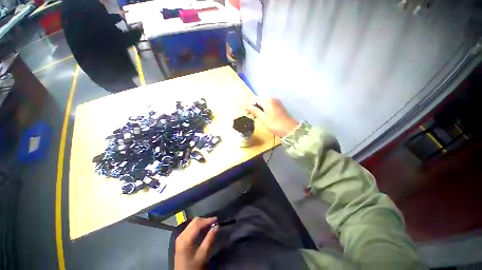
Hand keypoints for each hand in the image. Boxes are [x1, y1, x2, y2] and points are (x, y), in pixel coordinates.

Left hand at [174, 217, 217, 269]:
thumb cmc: (193, 267)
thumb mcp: (203, 255)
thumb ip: (210, 239)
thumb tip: (217, 226)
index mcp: (185, 238)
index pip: (197, 223)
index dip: (208, 220)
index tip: (217, 219)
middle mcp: (181, 235)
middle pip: (194, 221)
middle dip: (205, 220)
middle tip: (215, 222)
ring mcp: (180, 237)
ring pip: (193, 223)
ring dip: (202, 222)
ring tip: (211, 225)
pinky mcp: (181, 240)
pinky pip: (191, 228)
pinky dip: (198, 226)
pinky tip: (204, 229)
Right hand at [246, 98, 297, 136]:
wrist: (290, 130)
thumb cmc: (275, 125)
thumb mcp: (263, 119)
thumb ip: (255, 111)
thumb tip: (246, 106)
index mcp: (268, 101)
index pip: (255, 100)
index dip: (250, 106)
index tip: (248, 114)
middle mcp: (272, 99)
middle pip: (260, 101)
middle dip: (255, 108)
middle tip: (252, 117)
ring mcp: (276, 102)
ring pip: (264, 104)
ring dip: (259, 109)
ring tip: (257, 118)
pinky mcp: (279, 106)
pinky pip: (269, 106)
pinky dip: (264, 110)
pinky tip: (264, 117)